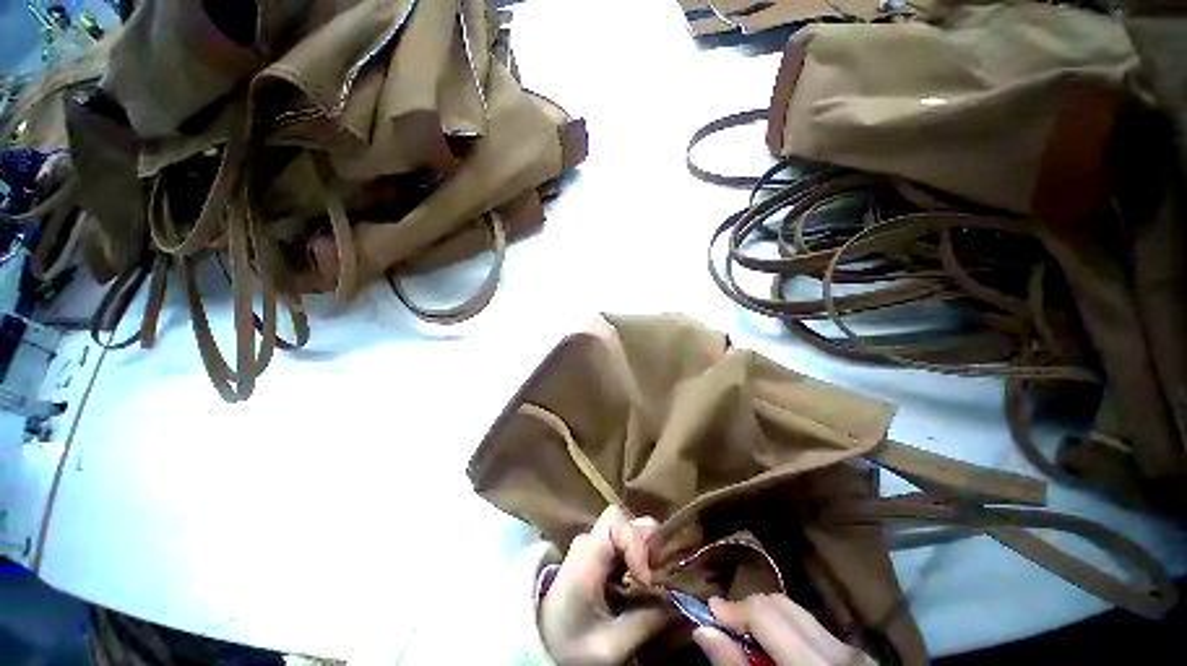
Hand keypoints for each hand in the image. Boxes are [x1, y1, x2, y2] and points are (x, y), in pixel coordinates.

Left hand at [540, 506, 667, 665]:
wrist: (540, 641)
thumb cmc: (568, 645)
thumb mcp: (609, 645)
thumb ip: (644, 623)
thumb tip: (678, 605)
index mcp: (587, 556)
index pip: (616, 522)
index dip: (637, 543)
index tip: (646, 579)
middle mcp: (588, 541)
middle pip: (624, 520)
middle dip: (646, 543)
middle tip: (658, 574)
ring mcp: (591, 545)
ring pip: (626, 529)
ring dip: (644, 549)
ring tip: (651, 580)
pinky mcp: (595, 554)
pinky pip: (622, 543)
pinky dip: (637, 555)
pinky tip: (641, 581)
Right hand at [694, 595, 875, 665]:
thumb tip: (703, 630)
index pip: (766, 614)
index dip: (734, 609)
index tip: (710, 612)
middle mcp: (839, 650)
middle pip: (781, 606)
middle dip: (749, 610)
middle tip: (727, 627)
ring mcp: (854, 651)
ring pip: (797, 614)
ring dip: (768, 620)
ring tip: (752, 640)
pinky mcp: (859, 655)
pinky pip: (814, 628)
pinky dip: (789, 631)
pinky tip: (781, 652)